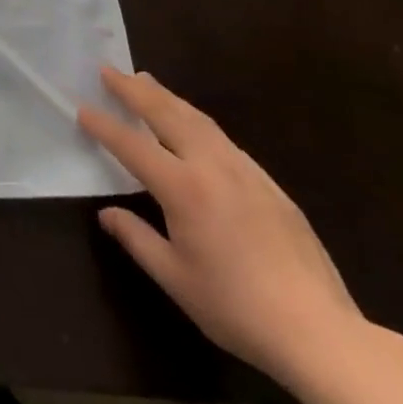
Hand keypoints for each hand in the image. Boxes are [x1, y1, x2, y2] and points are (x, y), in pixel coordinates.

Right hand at [78, 66, 366, 387]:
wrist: (320, 332)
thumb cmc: (237, 308)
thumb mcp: (176, 279)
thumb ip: (137, 239)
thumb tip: (106, 214)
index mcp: (183, 188)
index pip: (132, 145)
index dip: (104, 126)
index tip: (82, 108)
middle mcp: (211, 166)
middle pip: (166, 114)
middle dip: (134, 90)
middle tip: (109, 70)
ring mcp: (245, 171)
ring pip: (197, 118)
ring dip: (166, 96)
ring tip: (145, 80)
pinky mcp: (269, 184)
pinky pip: (223, 137)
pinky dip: (195, 119)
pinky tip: (192, 124)